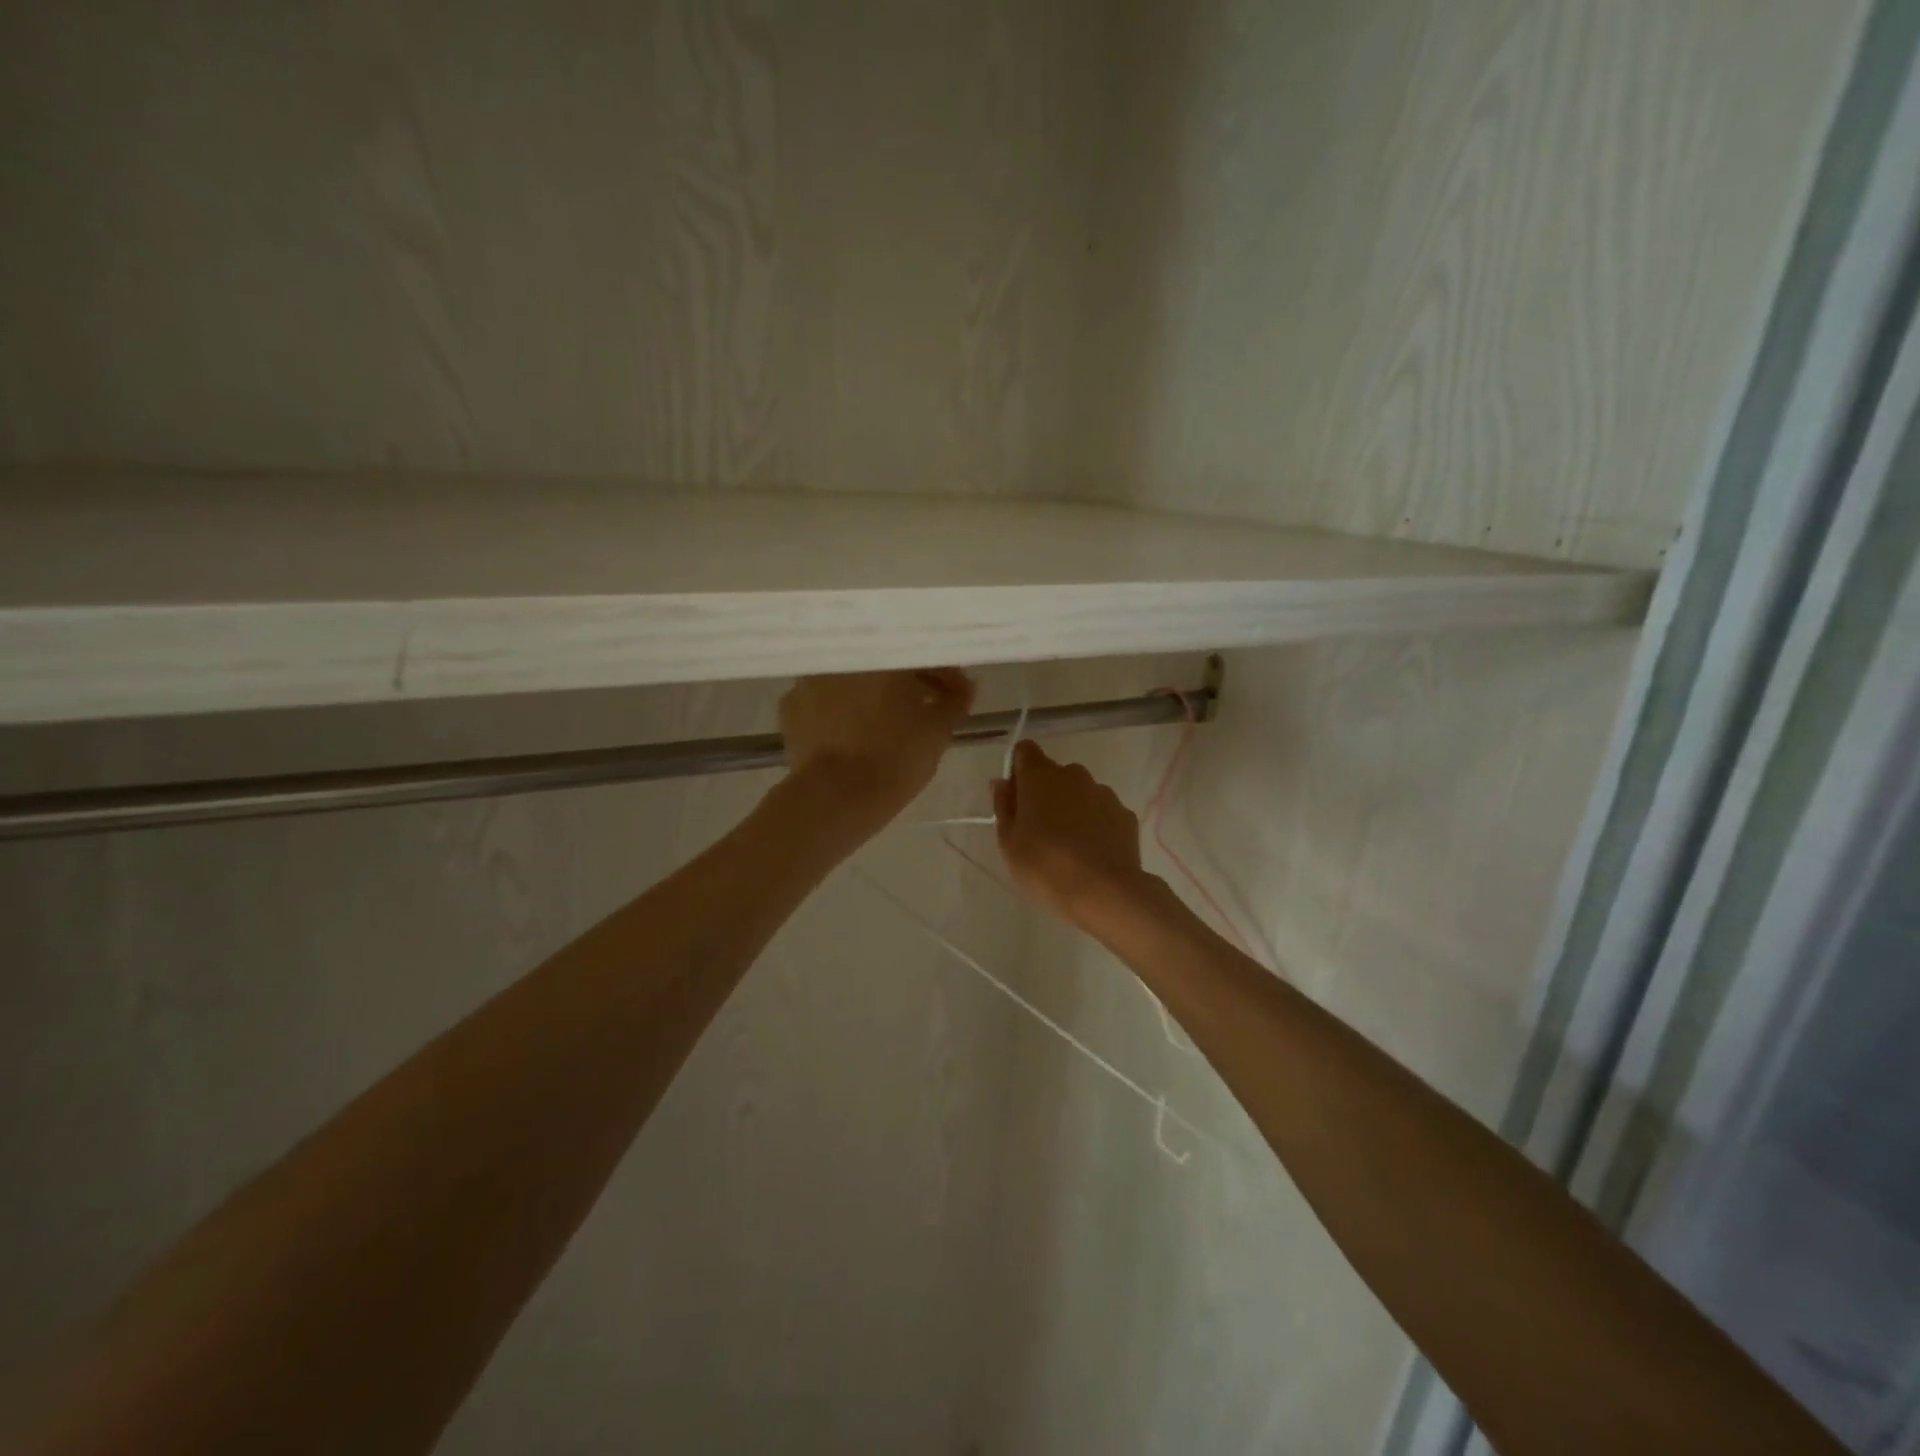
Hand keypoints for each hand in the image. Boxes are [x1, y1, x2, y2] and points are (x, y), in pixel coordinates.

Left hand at [780, 669, 975, 835]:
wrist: (835, 798)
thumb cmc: (895, 758)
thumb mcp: (938, 731)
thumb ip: (954, 701)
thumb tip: (965, 686)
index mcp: (882, 655)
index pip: (920, 654)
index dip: (942, 674)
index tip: (954, 695)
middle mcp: (844, 657)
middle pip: (884, 664)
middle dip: (907, 683)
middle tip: (925, 709)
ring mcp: (810, 679)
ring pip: (852, 680)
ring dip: (871, 695)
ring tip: (887, 725)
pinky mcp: (790, 707)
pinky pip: (824, 701)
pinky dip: (840, 711)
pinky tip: (851, 734)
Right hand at [993, 740, 1153, 928]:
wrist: (1104, 891)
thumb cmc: (1045, 866)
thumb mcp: (1009, 842)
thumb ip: (1004, 806)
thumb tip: (1002, 782)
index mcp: (1040, 776)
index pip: (1025, 751)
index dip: (1018, 770)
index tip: (1016, 798)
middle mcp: (1073, 775)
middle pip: (1054, 774)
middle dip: (1045, 794)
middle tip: (1039, 831)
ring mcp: (1103, 793)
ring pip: (1080, 793)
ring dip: (1072, 809)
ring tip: (1069, 847)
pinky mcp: (1125, 814)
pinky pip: (1103, 812)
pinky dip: (1096, 824)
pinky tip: (1092, 854)